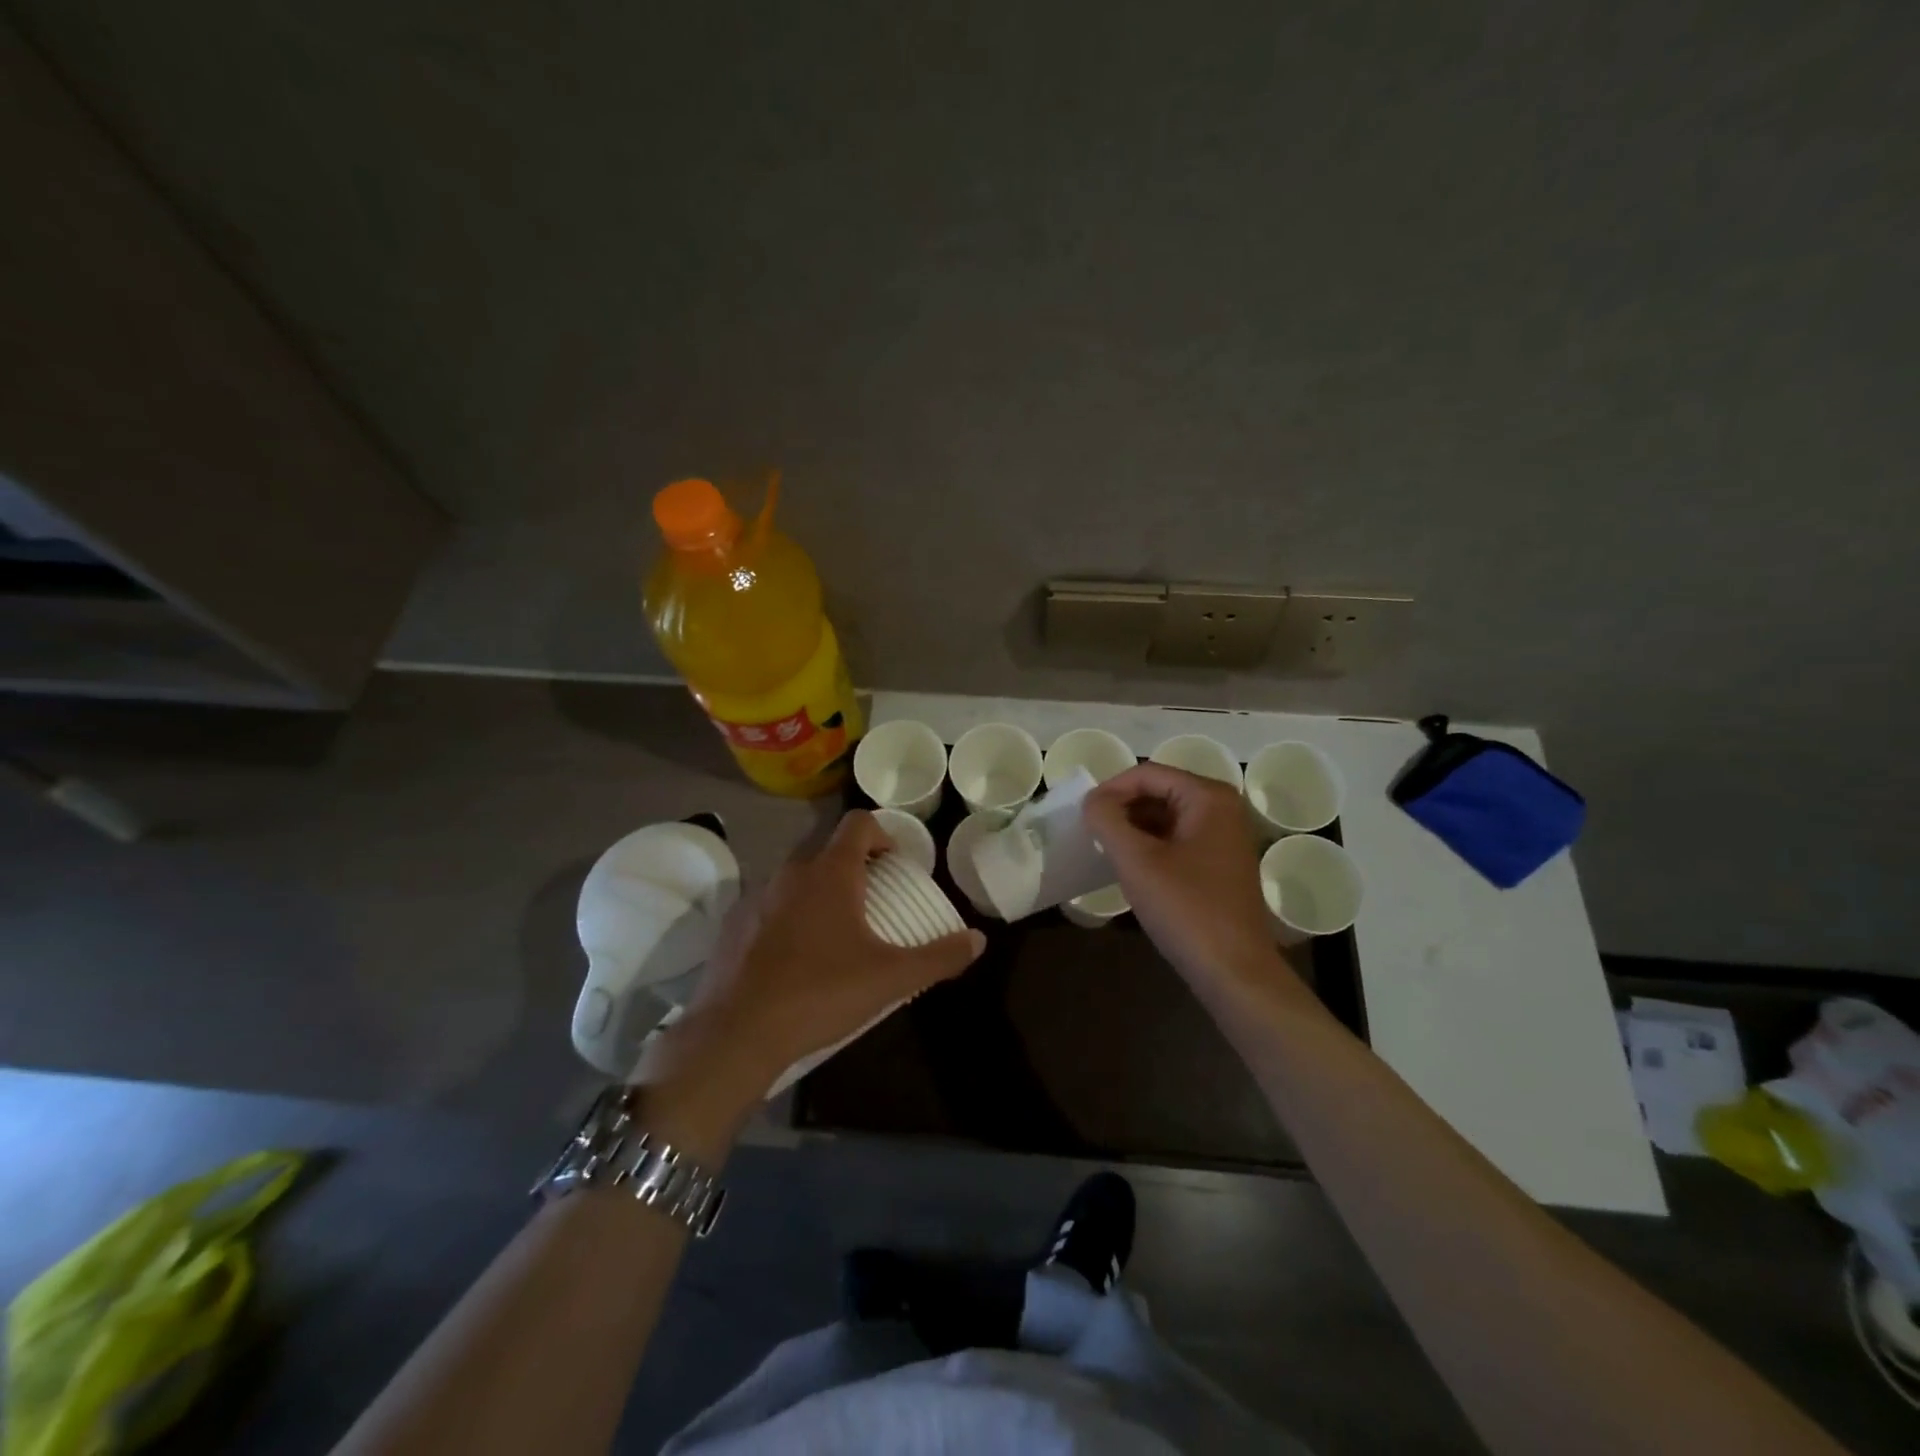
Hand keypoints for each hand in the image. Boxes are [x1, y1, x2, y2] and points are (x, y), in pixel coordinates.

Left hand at [658, 811, 984, 1102]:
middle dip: (856, 868)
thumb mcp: (890, 979)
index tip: (897, 867)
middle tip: (875, 904)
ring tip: (836, 934)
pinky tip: (795, 958)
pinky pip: (770, 906)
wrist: (736, 1034)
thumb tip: (978, 940)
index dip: (884, 834)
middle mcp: (791, 872)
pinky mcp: (732, 925)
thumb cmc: (820, 994)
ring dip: (821, 892)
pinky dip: (789, 917)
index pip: (859, 823)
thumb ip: (938, 956)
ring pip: (797, 879)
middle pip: (829, 850)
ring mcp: (756, 897)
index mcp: (830, 872)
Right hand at [1083, 763, 1295, 991]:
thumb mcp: (1136, 861)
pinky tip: (1130, 867)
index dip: (1110, 790)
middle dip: (1122, 808)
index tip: (1083, 815)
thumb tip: (1092, 800)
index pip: (1148, 774)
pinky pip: (1177, 839)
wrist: (1233, 972)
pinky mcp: (1220, 863)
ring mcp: (1225, 837)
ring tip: (1104, 849)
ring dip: (1133, 828)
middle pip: (1159, 791)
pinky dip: (1151, 846)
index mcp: (1209, 797)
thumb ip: (1107, 820)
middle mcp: (1223, 808)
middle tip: (1090, 832)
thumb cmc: (1186, 909)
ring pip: (1167, 817)